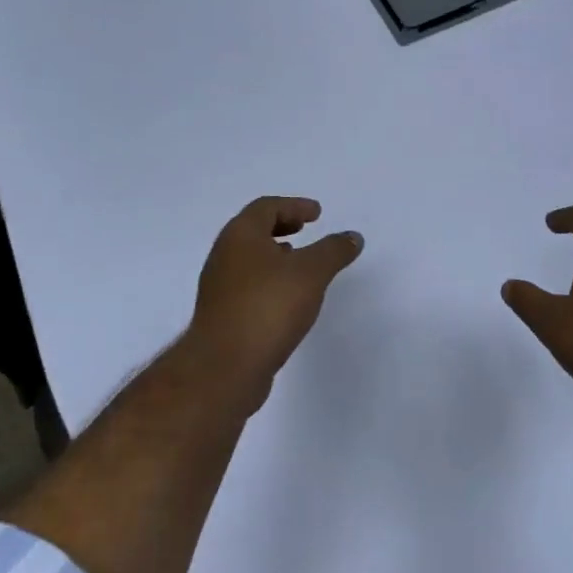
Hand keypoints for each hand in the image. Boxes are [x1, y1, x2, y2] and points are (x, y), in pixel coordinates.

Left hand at [187, 197, 363, 402]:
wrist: (225, 367)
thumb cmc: (268, 307)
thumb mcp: (311, 273)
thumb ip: (333, 251)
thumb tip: (352, 236)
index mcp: (240, 235)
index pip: (266, 207)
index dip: (293, 206)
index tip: (317, 214)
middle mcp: (224, 256)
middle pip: (253, 231)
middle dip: (281, 227)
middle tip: (305, 230)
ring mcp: (219, 287)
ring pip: (249, 260)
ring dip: (275, 255)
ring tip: (301, 264)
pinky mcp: (222, 316)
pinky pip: (248, 286)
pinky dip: (269, 281)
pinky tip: (288, 299)